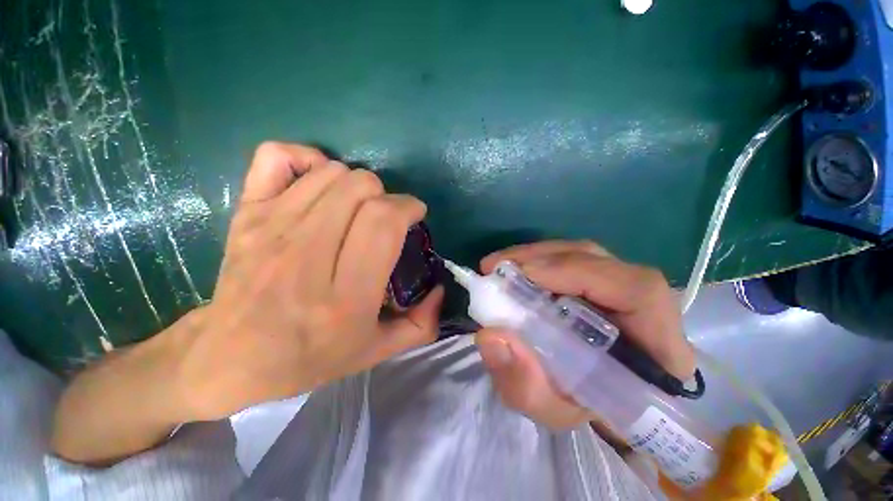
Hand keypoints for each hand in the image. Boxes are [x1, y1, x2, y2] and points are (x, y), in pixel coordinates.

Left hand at [177, 142, 442, 419]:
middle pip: (361, 189)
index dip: (408, 207)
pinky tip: (317, 183)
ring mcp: (271, 228)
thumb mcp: (376, 352)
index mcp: (345, 296)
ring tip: (357, 207)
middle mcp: (307, 256)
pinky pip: (277, 157)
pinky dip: (305, 159)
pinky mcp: (246, 214)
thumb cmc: (308, 358)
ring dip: (357, 184)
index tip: (414, 215)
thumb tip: (439, 289)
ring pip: (332, 173)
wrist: (229, 359)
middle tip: (385, 218)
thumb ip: (420, 325)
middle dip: (387, 196)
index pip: (383, 222)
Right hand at [475, 240, 694, 429]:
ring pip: (580, 254)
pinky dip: (536, 259)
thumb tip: (491, 336)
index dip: (579, 272)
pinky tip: (514, 270)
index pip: (638, 291)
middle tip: (495, 267)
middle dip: (541, 259)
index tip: (526, 275)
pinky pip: (569, 258)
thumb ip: (525, 385)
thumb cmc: (584, 409)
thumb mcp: (552, 410)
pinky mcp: (600, 279)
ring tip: (499, 267)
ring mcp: (621, 285)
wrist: (597, 399)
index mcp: (658, 347)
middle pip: (598, 261)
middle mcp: (645, 305)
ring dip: (534, 255)